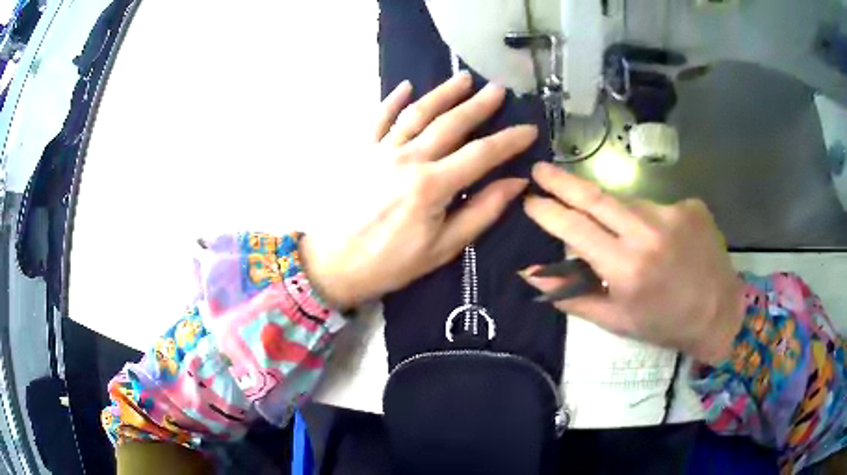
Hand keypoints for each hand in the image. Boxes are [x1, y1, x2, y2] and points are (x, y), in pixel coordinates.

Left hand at [301, 73, 536, 308]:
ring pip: (417, 113)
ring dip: (442, 93)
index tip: (529, 129)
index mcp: (432, 186)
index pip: (481, 154)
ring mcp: (381, 151)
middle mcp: (408, 159)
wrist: (334, 265)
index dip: (509, 140)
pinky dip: (391, 100)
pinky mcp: (360, 152)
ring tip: (463, 79)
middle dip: (478, 105)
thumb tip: (516, 183)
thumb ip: (481, 212)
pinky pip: (377, 119)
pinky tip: (405, 86)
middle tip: (498, 89)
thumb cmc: (391, 264)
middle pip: (450, 124)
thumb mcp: (443, 248)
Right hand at [521, 162, 743, 365]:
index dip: (548, 211)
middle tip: (540, 169)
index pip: (575, 228)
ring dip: (613, 212)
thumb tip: (530, 272)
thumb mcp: (615, 319)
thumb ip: (571, 294)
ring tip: (622, 237)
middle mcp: (648, 233)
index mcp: (626, 269)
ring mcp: (673, 213)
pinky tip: (661, 241)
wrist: (719, 313)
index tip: (529, 199)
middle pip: (595, 197)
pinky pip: (655, 206)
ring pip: (627, 202)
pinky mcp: (690, 205)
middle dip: (562, 182)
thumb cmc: (664, 324)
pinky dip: (647, 220)